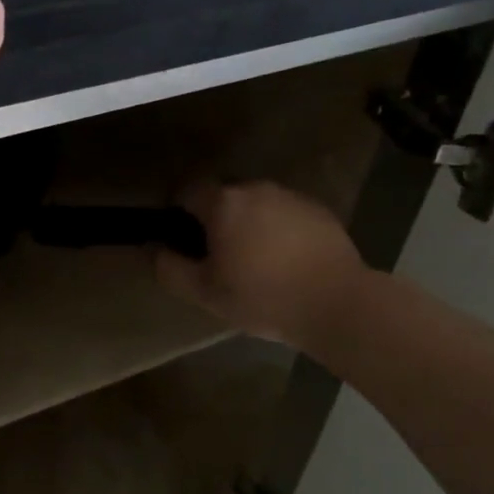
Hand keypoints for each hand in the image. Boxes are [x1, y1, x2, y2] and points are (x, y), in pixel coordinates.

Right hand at [155, 182, 370, 349]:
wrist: (338, 304)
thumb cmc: (263, 297)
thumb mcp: (205, 293)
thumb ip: (170, 269)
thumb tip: (154, 250)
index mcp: (224, 203)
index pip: (187, 191)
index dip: (179, 212)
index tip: (183, 240)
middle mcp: (255, 189)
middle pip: (223, 196)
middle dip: (216, 219)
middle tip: (219, 257)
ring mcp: (290, 196)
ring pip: (256, 204)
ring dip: (249, 223)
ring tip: (256, 261)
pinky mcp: (318, 209)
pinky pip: (284, 213)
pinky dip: (278, 230)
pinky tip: (286, 261)